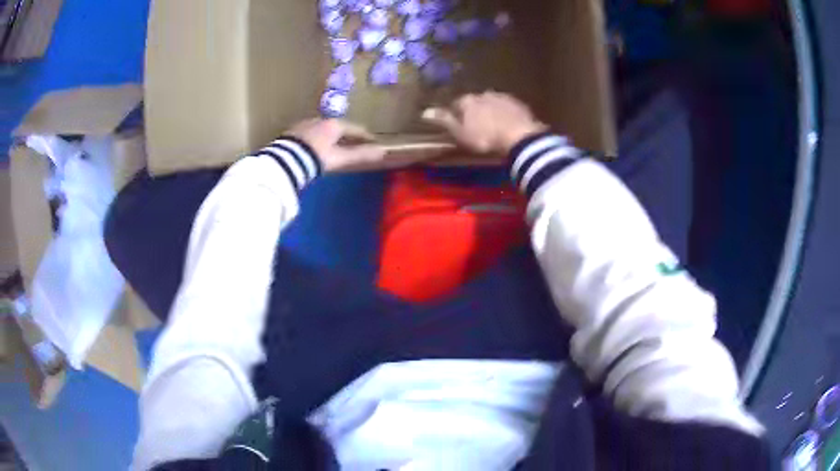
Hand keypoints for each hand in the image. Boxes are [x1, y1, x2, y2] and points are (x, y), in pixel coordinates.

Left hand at [286, 119, 386, 171]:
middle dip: (346, 136)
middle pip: (338, 127)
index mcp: (334, 125)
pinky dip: (317, 139)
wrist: (285, 160)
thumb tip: (382, 151)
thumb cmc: (316, 158)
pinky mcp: (292, 132)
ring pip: (323, 129)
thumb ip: (360, 154)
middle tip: (353, 144)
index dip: (365, 136)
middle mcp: (320, 120)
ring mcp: (305, 124)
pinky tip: (315, 148)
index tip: (372, 142)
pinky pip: (310, 134)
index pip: (355, 129)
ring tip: (334, 147)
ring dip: (330, 137)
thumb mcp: (340, 158)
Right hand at [422, 92, 547, 154]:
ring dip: (492, 111)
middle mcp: (484, 94)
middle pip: (476, 102)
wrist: (520, 137)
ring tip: (494, 126)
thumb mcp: (460, 133)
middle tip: (478, 127)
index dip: (457, 114)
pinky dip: (507, 114)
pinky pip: (508, 108)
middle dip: (476, 111)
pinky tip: (509, 124)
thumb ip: (445, 121)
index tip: (460, 126)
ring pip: (492, 103)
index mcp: (468, 101)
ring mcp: (503, 97)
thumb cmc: (485, 138)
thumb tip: (424, 111)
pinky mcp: (519, 104)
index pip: (457, 104)